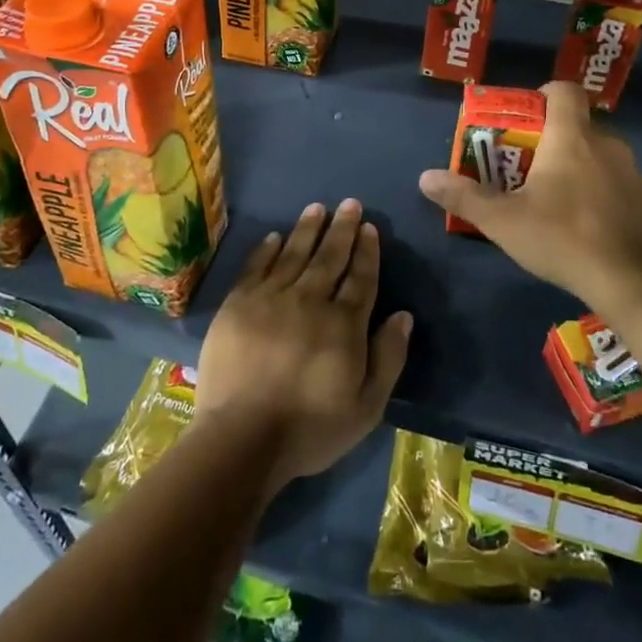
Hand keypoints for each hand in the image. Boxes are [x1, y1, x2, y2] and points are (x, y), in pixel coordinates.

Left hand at [194, 199, 411, 493]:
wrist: (241, 438)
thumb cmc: (310, 428)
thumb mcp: (366, 406)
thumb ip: (388, 357)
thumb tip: (403, 315)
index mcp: (344, 324)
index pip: (360, 277)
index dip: (367, 251)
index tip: (369, 227)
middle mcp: (309, 300)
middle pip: (330, 257)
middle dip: (342, 229)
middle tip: (350, 203)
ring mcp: (270, 298)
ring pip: (294, 253)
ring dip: (307, 229)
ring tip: (317, 208)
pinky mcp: (238, 304)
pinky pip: (256, 266)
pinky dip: (267, 249)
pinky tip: (275, 237)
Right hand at [418, 81, 641, 317]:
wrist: (637, 282)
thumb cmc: (564, 238)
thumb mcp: (504, 221)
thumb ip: (465, 197)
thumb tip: (425, 177)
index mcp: (572, 137)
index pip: (563, 90)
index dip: (544, 94)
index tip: (525, 117)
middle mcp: (609, 145)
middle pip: (579, 126)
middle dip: (554, 141)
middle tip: (529, 169)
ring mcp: (636, 174)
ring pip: (602, 158)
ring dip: (581, 170)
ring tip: (558, 203)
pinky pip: (622, 187)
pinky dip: (605, 197)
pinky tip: (592, 229)